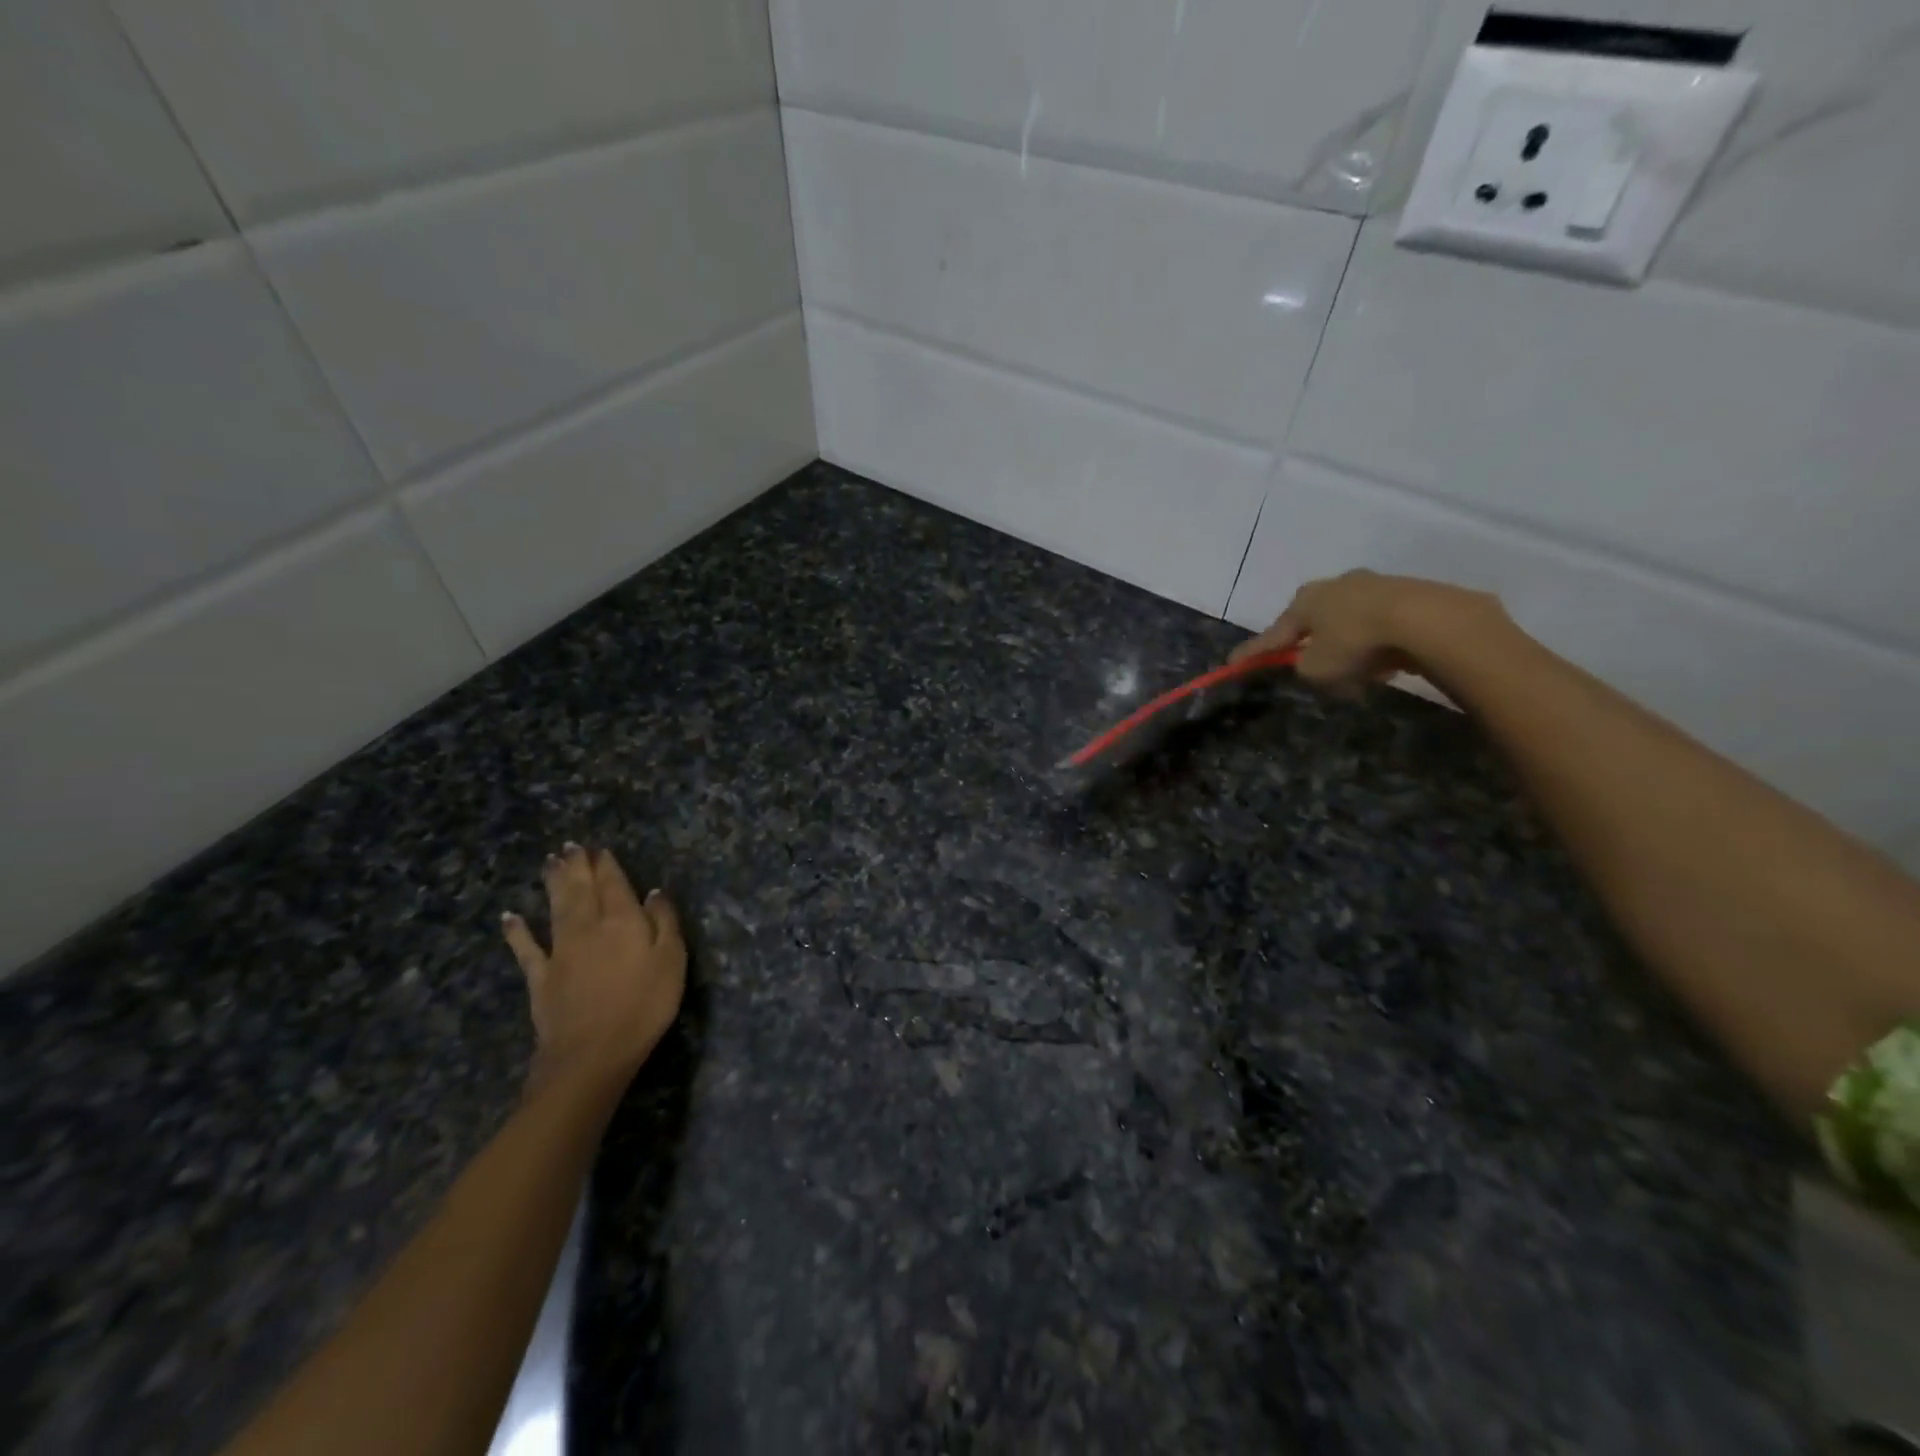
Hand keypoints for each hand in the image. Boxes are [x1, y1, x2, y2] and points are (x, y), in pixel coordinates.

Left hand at [502, 844, 684, 1093]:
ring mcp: (560, 951)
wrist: (591, 1054)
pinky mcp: (540, 977)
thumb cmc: (644, 1006)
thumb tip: (654, 892)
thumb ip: (664, 923)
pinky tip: (510, 917)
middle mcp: (588, 927)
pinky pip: (526, 948)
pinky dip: (517, 931)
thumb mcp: (672, 961)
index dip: (607, 865)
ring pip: (556, 908)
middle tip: (570, 846)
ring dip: (553, 884)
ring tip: (550, 862)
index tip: (600, 848)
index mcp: (623, 921)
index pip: (614, 884)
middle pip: (582, 890)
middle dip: (577, 866)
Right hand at [1229, 569, 1497, 692]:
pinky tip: (1385, 661)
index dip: (1253, 652)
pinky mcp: (1406, 593)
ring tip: (1356, 671)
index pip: (1272, 633)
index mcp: (1304, 601)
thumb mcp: (1317, 667)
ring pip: (1348, 620)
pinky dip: (1374, 642)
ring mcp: (1372, 585)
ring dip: (1346, 643)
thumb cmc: (1355, 642)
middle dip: (1307, 642)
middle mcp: (1333, 586)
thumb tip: (1311, 662)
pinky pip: (1378, 623)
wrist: (1424, 619)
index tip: (1233, 663)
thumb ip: (1304, 667)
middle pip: (1312, 621)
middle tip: (1306, 663)